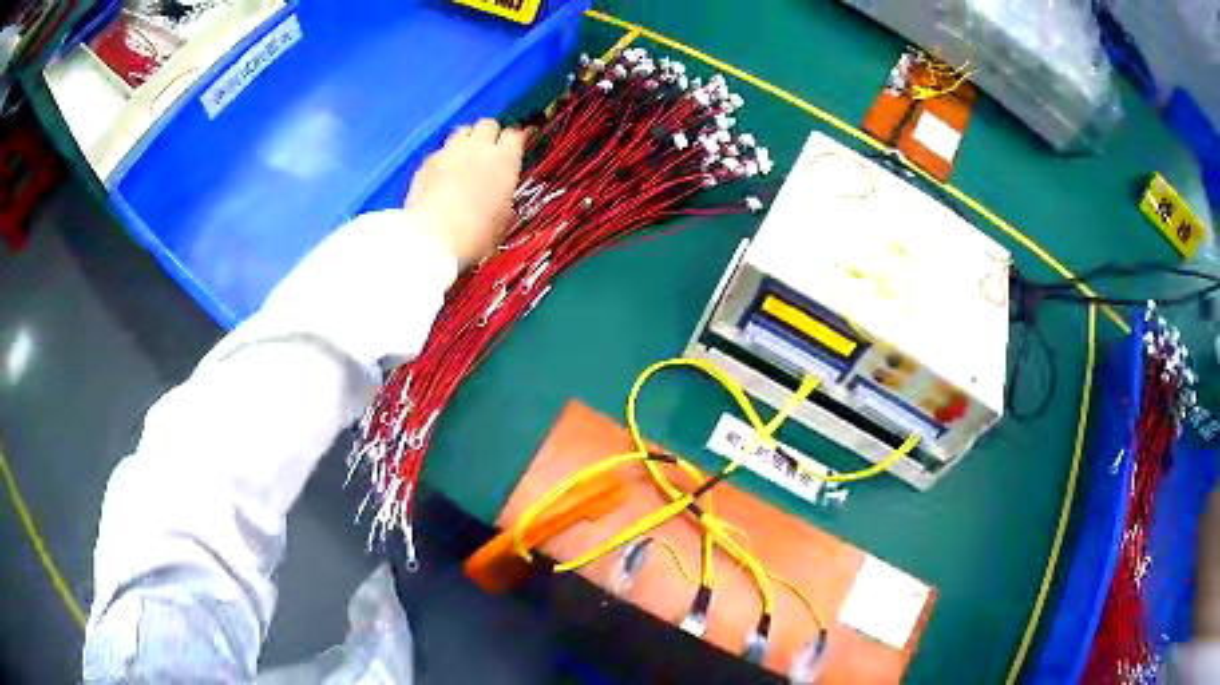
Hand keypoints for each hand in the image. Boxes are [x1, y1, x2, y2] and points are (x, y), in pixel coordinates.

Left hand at [406, 118, 525, 267]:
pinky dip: (444, 159)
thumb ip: (502, 190)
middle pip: (487, 124)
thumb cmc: (477, 235)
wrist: (433, 241)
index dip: (516, 138)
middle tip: (488, 152)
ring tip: (464, 159)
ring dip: (466, 141)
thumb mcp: (503, 215)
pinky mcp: (427, 162)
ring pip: (462, 132)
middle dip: (490, 135)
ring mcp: (450, 152)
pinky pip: (440, 151)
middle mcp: (478, 148)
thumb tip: (498, 186)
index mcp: (505, 160)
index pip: (515, 134)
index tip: (516, 145)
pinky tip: (441, 177)